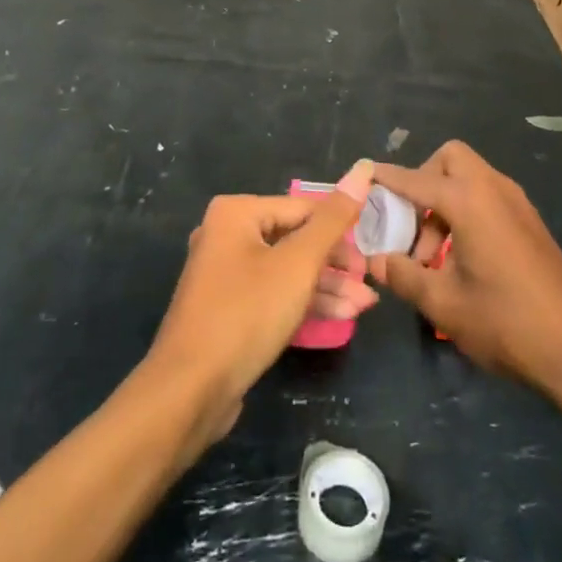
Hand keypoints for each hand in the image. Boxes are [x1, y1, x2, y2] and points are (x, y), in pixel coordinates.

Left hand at [147, 162, 378, 448]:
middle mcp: (226, 235)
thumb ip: (333, 220)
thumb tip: (361, 170)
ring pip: (286, 271)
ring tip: (365, 305)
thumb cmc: (246, 314)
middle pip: (295, 239)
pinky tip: (340, 316)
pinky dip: (303, 302)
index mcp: (236, 213)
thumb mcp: (298, 264)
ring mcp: (225, 275)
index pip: (303, 208)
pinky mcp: (228, 309)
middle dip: (335, 264)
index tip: (371, 250)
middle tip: (369, 281)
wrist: (189, 391)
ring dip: (326, 286)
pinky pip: (273, 294)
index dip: (341, 228)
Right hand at [368, 141, 561, 403]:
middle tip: (409, 224)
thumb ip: (403, 275)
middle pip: (450, 160)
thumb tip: (375, 260)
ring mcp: (517, 204)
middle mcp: (495, 189)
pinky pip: (488, 197)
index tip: (364, 176)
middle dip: (423, 181)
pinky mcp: (530, 223)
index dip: (387, 178)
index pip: (416, 179)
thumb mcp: (443, 304)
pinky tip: (460, 260)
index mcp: (470, 201)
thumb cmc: (505, 322)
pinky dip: (466, 212)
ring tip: (430, 258)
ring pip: (470, 179)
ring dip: (444, 203)